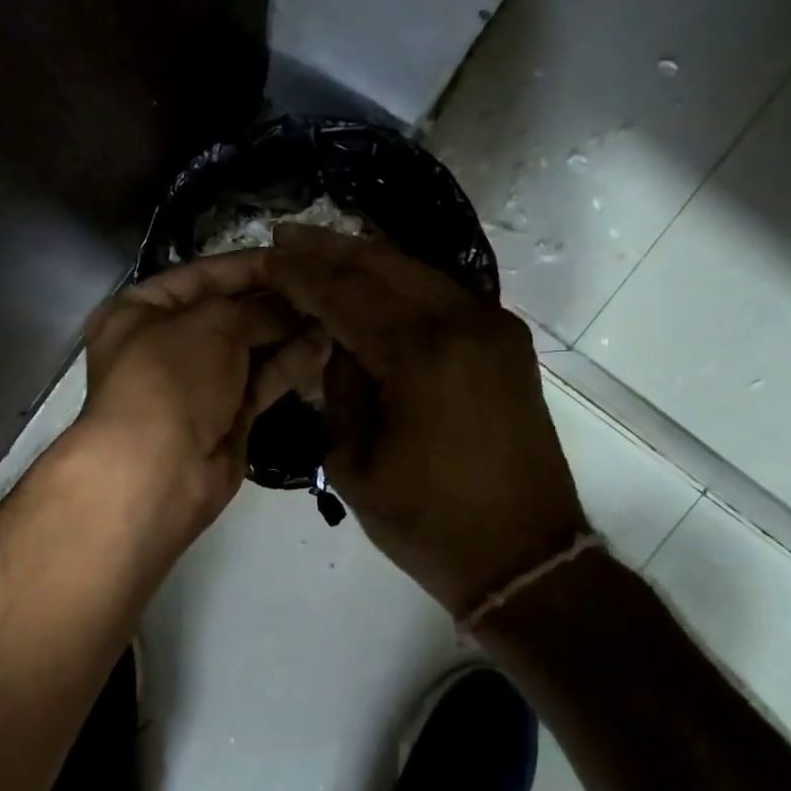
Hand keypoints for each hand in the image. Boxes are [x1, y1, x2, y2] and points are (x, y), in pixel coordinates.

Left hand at [74, 252, 326, 551]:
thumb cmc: (170, 378)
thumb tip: (295, 306)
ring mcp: (196, 383)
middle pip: (229, 312)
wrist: (158, 470)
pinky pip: (261, 381)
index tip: (296, 257)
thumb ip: (257, 308)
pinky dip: (289, 364)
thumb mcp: (211, 324)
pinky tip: (324, 345)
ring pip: (249, 348)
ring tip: (334, 313)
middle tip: (325, 287)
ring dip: (288, 331)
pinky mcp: (225, 416)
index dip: (249, 266)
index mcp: (140, 311)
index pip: (202, 275)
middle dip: (275, 301)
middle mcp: (165, 343)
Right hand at [265, 226, 585, 616]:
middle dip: (332, 249)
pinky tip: (376, 276)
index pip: (346, 296)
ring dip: (368, 258)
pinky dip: (403, 281)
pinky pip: (444, 295)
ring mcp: (494, 329)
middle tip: (288, 234)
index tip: (267, 255)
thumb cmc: (428, 522)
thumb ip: (340, 391)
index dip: (302, 276)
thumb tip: (340, 347)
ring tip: (323, 246)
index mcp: (421, 355)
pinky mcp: (506, 345)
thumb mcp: (353, 464)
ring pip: (419, 273)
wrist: (523, 556)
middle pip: (386, 266)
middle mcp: (464, 324)